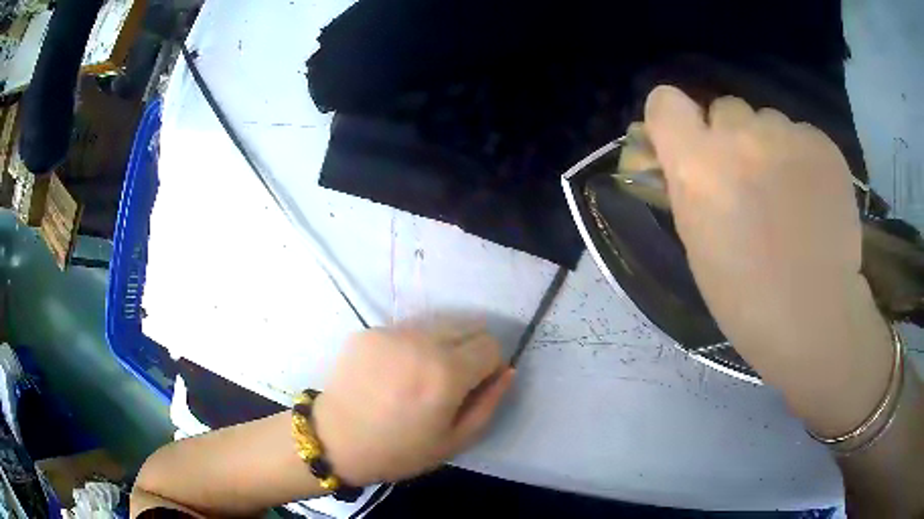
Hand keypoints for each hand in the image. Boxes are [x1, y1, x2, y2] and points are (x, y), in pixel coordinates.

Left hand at [313, 320, 514, 485]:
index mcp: (447, 373)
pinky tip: (393, 373)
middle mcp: (421, 342)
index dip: (490, 366)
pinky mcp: (369, 331)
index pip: (490, 345)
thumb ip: (489, 403)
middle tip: (451, 381)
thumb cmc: (398, 450)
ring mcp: (391, 332)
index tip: (476, 385)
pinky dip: (411, 346)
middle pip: (468, 326)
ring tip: (420, 376)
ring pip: (437, 325)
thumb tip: (507, 371)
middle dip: (470, 350)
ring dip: (441, 345)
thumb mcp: (454, 441)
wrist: (335, 440)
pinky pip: (406, 330)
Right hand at [643, 86, 892, 433]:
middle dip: (732, 137)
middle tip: (750, 179)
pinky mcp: (822, 143)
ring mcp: (785, 134)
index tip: (690, 141)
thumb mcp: (697, 241)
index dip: (675, 118)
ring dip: (771, 147)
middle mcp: (738, 135)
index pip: (665, 101)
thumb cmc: (745, 296)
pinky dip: (803, 158)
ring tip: (790, 195)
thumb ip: (688, 185)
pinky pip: (802, 135)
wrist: (814, 316)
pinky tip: (814, 198)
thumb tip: (685, 155)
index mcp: (696, 164)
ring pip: (768, 121)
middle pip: (725, 108)